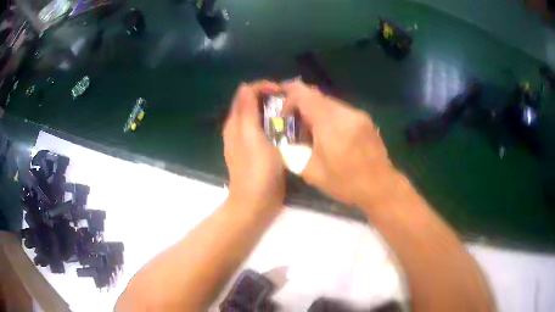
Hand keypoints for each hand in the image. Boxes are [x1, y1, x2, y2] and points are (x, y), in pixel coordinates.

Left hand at [223, 81, 285, 209]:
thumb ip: (247, 110)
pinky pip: (266, 129)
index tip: (282, 92)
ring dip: (274, 110)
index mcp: (236, 123)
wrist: (256, 202)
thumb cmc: (256, 169)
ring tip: (293, 112)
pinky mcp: (258, 150)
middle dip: (270, 97)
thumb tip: (246, 86)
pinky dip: (276, 124)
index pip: (246, 93)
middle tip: (291, 101)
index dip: (263, 87)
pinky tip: (288, 128)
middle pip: (253, 103)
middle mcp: (239, 128)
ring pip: (260, 116)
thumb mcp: (251, 136)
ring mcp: (248, 140)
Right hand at [282, 80, 395, 206]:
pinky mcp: (365, 120)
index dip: (289, 97)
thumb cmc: (346, 183)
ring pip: (330, 102)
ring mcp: (358, 115)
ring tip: (311, 129)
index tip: (282, 112)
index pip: (304, 95)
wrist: (381, 187)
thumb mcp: (312, 174)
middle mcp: (345, 113)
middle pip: (317, 96)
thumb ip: (293, 154)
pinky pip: (342, 110)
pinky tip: (330, 133)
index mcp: (330, 124)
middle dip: (301, 103)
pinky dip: (330, 115)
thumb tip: (284, 144)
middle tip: (293, 119)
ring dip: (316, 110)